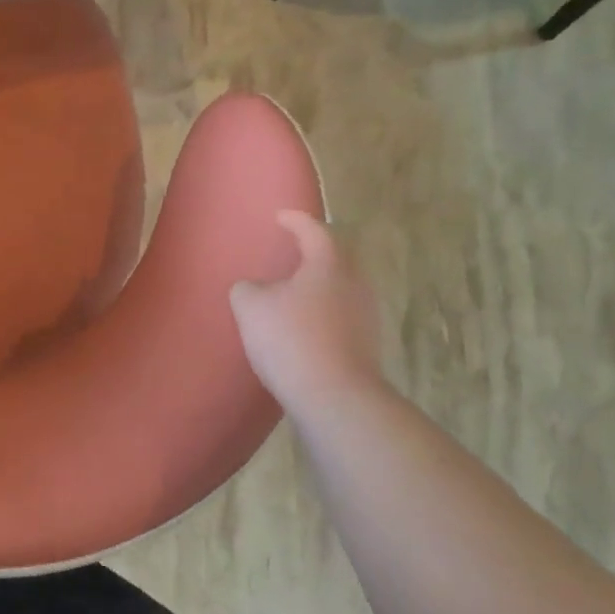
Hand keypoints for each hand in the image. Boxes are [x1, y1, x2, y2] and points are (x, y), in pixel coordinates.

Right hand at [229, 210, 384, 414]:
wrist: (334, 397)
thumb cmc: (290, 339)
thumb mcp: (250, 305)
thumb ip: (248, 288)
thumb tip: (257, 289)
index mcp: (328, 264)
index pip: (314, 231)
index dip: (296, 221)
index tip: (281, 216)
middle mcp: (354, 284)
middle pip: (337, 257)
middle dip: (315, 250)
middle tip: (293, 249)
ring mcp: (365, 315)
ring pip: (341, 286)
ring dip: (318, 283)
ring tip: (293, 288)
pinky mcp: (366, 344)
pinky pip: (341, 313)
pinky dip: (322, 309)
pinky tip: (302, 322)